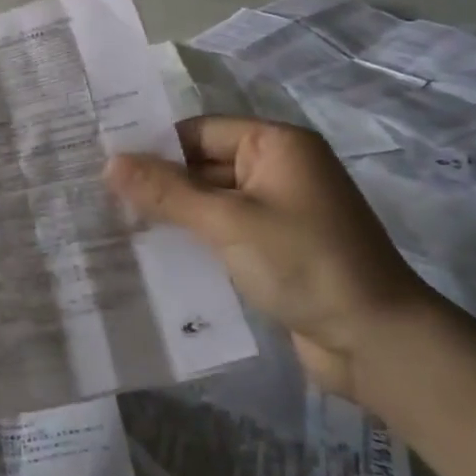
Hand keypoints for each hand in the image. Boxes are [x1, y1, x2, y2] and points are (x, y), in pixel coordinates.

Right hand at [105, 117, 430, 402]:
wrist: (377, 343)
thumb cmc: (305, 264)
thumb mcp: (228, 222)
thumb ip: (167, 191)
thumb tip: (108, 162)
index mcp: (275, 145)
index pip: (198, 132)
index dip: (152, 147)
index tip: (102, 163)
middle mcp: (277, 169)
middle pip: (201, 165)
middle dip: (157, 183)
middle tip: (98, 195)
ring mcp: (277, 211)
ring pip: (208, 201)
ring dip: (171, 214)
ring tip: (113, 222)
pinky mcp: (274, 248)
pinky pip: (222, 231)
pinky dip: (192, 238)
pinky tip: (152, 252)